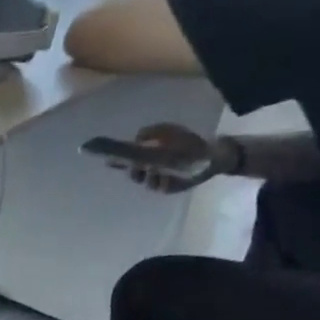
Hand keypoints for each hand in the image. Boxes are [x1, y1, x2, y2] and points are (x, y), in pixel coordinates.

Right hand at [113, 123, 234, 193]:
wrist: (211, 155)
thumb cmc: (188, 142)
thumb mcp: (169, 131)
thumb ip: (151, 132)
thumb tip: (136, 139)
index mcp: (146, 156)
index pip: (125, 160)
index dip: (116, 161)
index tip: (108, 160)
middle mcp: (149, 169)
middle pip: (132, 174)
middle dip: (134, 171)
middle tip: (140, 166)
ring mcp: (158, 180)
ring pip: (144, 182)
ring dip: (149, 177)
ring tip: (157, 171)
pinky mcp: (168, 188)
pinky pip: (159, 188)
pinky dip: (161, 183)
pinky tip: (167, 177)